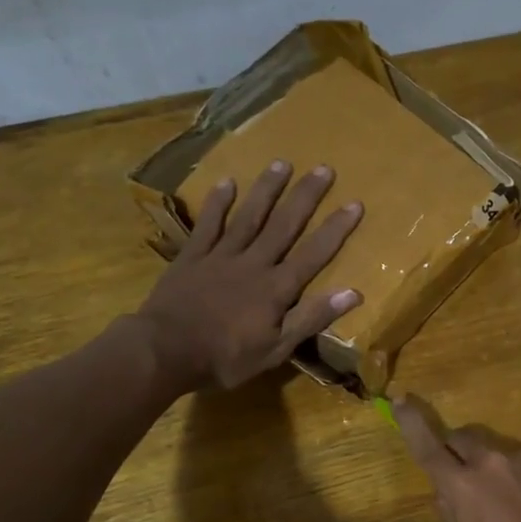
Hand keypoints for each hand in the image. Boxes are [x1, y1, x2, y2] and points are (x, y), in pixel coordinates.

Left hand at [135, 162, 362, 390]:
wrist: (165, 351)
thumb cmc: (225, 358)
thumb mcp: (276, 350)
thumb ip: (311, 318)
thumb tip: (353, 293)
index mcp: (276, 289)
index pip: (314, 254)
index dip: (335, 229)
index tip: (355, 203)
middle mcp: (253, 263)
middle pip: (284, 225)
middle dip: (306, 196)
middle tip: (324, 168)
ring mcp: (221, 256)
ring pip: (249, 216)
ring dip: (267, 189)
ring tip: (282, 163)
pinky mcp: (192, 256)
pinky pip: (208, 224)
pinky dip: (218, 203)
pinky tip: (227, 182)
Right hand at [393, 398, 520, 521]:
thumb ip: (451, 514)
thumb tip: (446, 494)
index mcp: (460, 483)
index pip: (426, 445)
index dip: (410, 422)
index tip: (400, 400)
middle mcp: (489, 459)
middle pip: (462, 436)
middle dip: (457, 448)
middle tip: (462, 470)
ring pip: (497, 448)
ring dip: (494, 464)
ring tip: (509, 498)